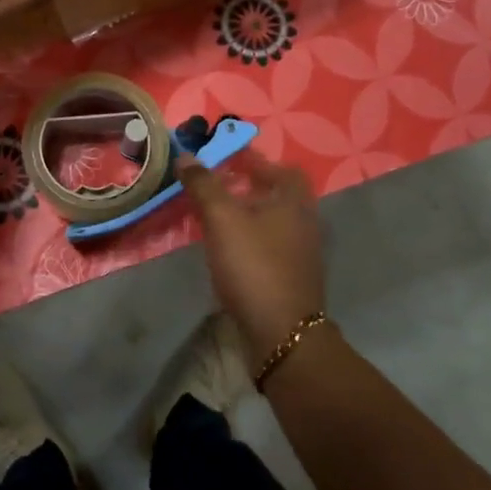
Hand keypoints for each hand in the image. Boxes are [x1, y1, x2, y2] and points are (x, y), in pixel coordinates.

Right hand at [177, 151, 325, 360]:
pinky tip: (227, 250)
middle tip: (218, 185)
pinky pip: (270, 247)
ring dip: (248, 215)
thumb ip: (204, 185)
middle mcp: (304, 224)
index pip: (283, 169)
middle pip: (279, 195)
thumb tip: (186, 156)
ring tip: (216, 216)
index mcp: (294, 202)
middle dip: (250, 187)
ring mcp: (300, 254)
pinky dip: (250, 240)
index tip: (229, 159)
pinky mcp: (291, 279)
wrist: (281, 334)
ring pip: (274, 223)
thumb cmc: (254, 266)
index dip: (257, 160)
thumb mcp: (223, 219)